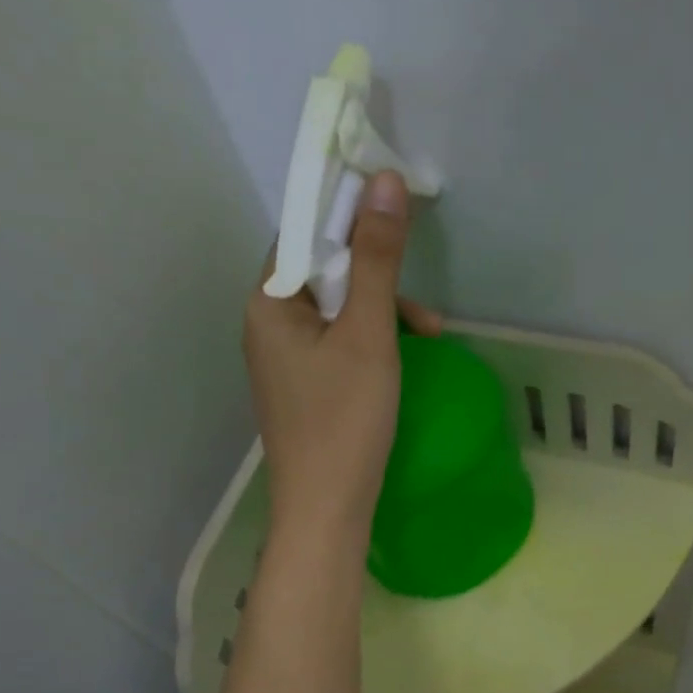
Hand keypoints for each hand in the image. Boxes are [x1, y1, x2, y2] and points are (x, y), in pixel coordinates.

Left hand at [244, 171, 442, 547]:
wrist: (326, 510)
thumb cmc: (345, 420)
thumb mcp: (367, 334)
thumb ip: (376, 260)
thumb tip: (383, 182)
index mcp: (268, 302)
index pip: (304, 233)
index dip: (349, 216)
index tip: (396, 212)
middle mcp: (266, 324)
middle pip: (323, 272)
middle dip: (377, 280)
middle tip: (423, 309)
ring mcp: (283, 360)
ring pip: (336, 312)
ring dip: (381, 313)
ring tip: (426, 338)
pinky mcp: (303, 388)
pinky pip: (336, 345)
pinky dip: (370, 344)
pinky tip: (401, 363)